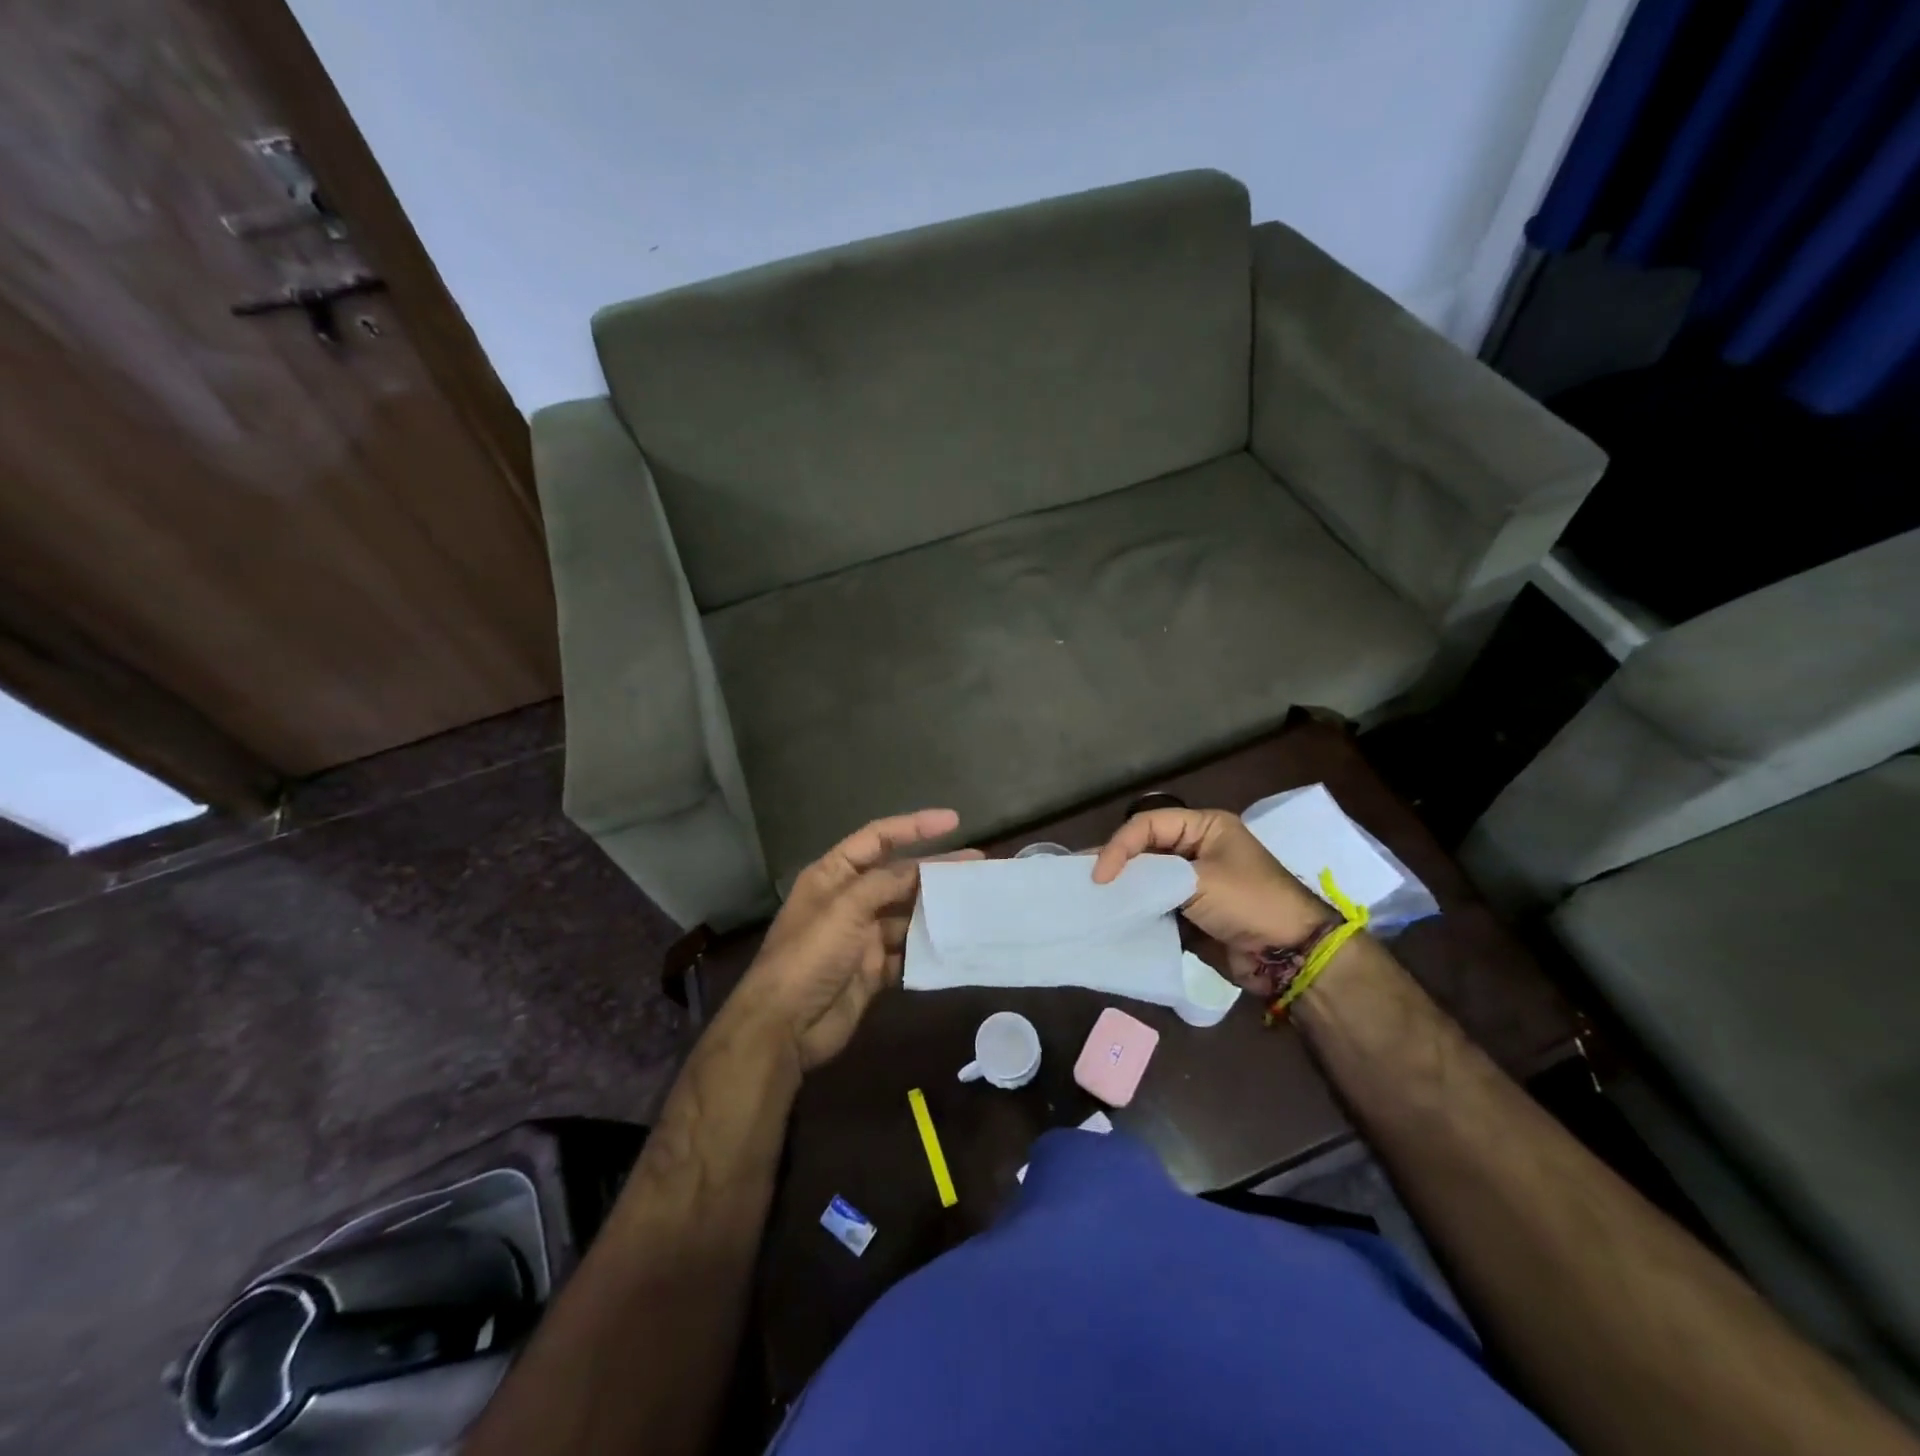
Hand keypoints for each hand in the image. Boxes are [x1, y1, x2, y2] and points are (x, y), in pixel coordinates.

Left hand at [728, 809, 977, 1072]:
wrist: (783, 1026)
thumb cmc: (809, 955)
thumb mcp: (845, 908)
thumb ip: (885, 884)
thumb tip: (920, 870)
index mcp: (834, 875)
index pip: (878, 838)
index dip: (914, 826)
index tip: (953, 821)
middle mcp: (849, 901)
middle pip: (898, 877)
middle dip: (935, 869)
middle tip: (977, 865)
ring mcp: (861, 937)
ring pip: (907, 915)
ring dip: (936, 911)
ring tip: (974, 905)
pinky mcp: (872, 971)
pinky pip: (907, 954)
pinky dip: (928, 950)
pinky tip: (957, 945)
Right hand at [1091, 808, 1334, 996]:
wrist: (1290, 956)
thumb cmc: (1251, 903)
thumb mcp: (1201, 881)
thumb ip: (1153, 876)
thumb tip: (1114, 883)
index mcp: (1205, 827)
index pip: (1148, 824)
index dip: (1120, 845)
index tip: (1101, 876)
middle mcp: (1196, 849)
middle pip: (1145, 849)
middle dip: (1115, 864)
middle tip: (1080, 878)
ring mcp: (1193, 882)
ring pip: (1147, 879)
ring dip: (1124, 889)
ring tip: (1089, 898)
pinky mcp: (1190, 912)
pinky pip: (1155, 905)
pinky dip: (1136, 911)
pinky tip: (1113, 917)